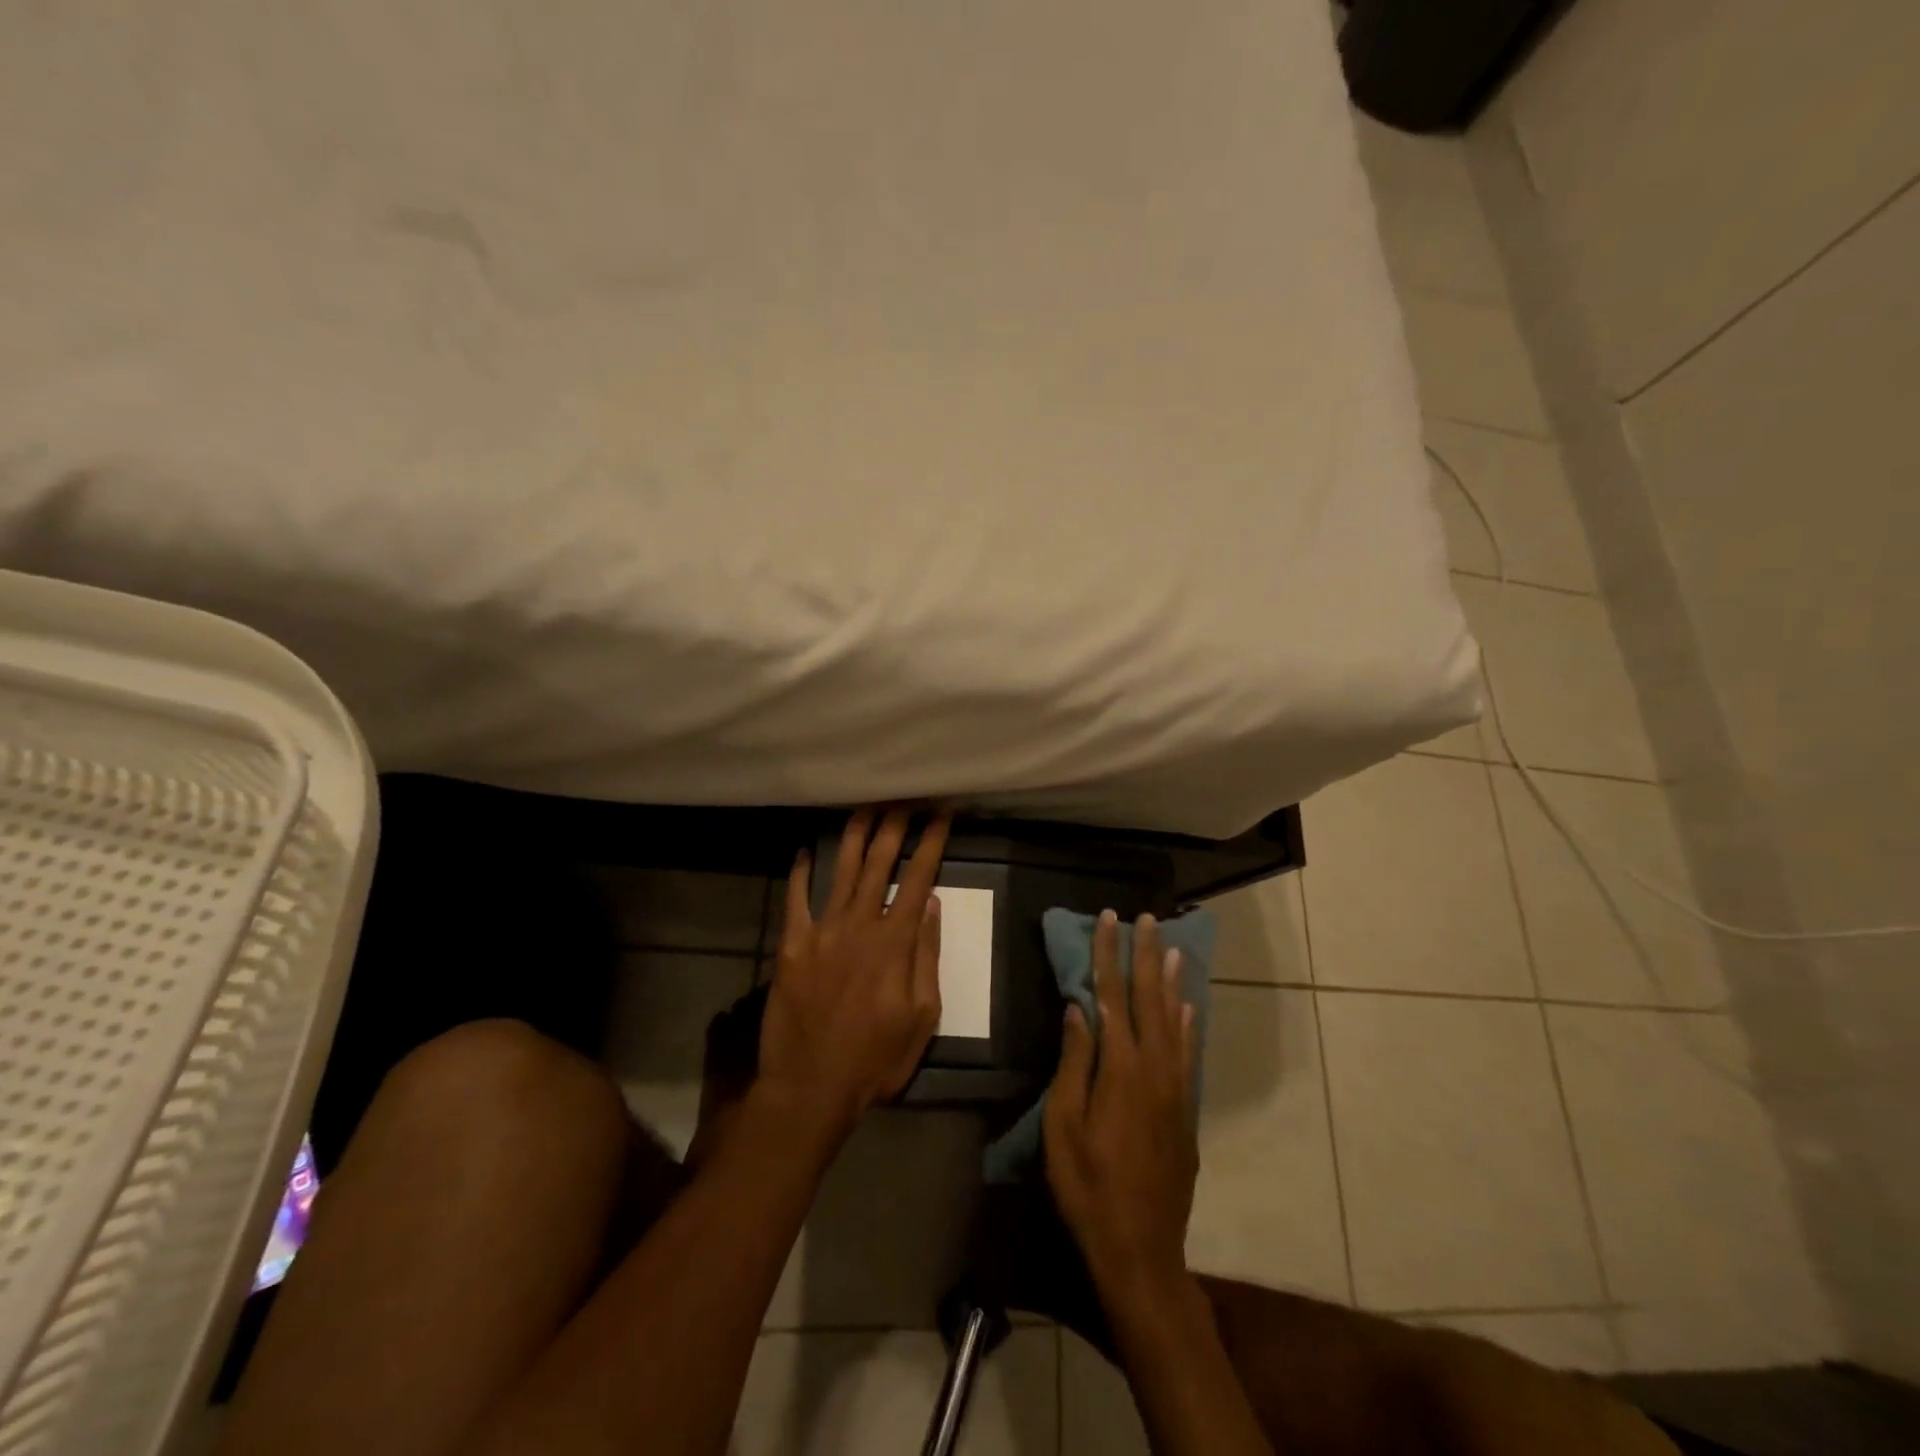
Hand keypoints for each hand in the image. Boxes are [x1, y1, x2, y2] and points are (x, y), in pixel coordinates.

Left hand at [758, 807, 951, 1141]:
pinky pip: (795, 898)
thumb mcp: (921, 1016)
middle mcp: (859, 924)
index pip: (918, 877)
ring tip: (866, 806)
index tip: (942, 814)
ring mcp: (822, 931)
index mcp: (895, 942)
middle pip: (880, 862)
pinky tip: (807, 850)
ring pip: (842, 870)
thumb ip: (926, 956)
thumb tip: (932, 905)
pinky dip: (801, 872)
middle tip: (904, 796)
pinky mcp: (791, 944)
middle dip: (895, 824)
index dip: (932, 842)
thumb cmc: (875, 1058)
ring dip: (855, 834)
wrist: (810, 1087)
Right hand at [1043, 910, 1198, 1302]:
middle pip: (1149, 999)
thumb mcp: (1063, 1125)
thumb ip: (1074, 1062)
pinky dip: (1187, 1023)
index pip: (1112, 995)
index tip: (1108, 918)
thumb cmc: (1088, 1186)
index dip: (1109, 954)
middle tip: (1146, 918)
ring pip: (1174, 1021)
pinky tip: (1187, 1007)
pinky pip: (1187, 1052)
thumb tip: (1079, 1008)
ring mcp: (1175, 1089)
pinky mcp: (1185, 1110)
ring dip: (1170, 981)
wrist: (1141, 1248)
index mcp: (1120, 1068)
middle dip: (1145, 955)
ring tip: (1171, 948)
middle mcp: (1155, 1068)